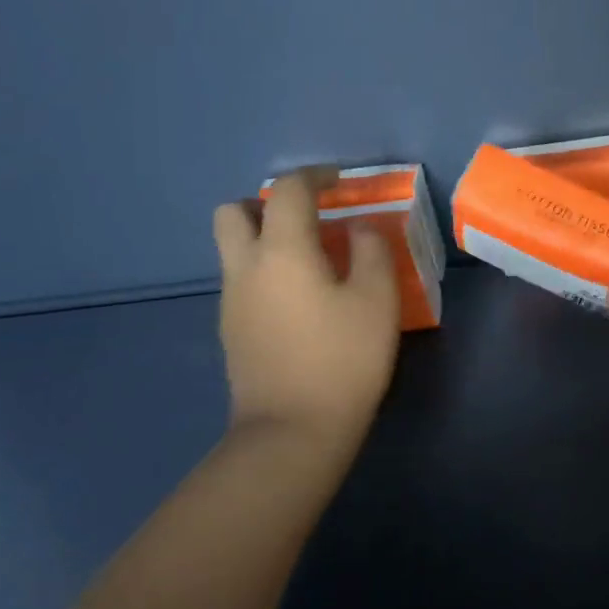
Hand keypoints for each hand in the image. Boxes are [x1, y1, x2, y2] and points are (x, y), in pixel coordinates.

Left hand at [213, 168, 400, 459]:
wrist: (292, 432)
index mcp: (282, 251)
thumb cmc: (342, 360)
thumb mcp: (378, 300)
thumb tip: (358, 230)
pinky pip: (241, 280)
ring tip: (310, 259)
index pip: (288, 191)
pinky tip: (300, 298)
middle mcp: (245, 267)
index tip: (339, 181)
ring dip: (264, 238)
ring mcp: (231, 301)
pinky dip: (264, 271)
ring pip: (233, 248)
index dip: (314, 177)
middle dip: (266, 203)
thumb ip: (371, 251)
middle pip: (233, 212)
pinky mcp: (230, 330)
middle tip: (306, 218)